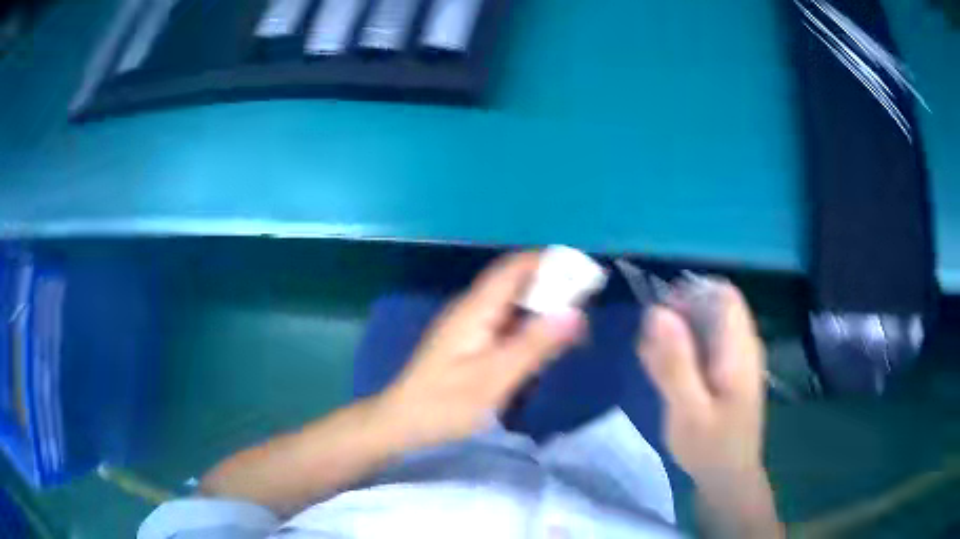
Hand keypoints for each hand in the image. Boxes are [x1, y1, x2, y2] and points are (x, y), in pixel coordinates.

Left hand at [380, 252, 585, 448]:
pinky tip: (543, 345)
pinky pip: (505, 324)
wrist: (401, 423)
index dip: (550, 262)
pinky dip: (529, 328)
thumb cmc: (445, 404)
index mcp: (476, 308)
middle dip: (552, 287)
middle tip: (588, 304)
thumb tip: (575, 312)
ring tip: (574, 326)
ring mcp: (469, 326)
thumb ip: (535, 345)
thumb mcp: (495, 378)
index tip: (585, 273)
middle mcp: (472, 309)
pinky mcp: (468, 343)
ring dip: (542, 308)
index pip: (515, 267)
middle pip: (516, 283)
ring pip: (512, 305)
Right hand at [636, 281, 765, 481]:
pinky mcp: (726, 371)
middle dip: (677, 316)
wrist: (727, 479)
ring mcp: (735, 358)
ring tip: (652, 362)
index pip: (723, 293)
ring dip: (675, 335)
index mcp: (739, 349)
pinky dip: (681, 351)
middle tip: (649, 347)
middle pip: (712, 306)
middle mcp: (742, 345)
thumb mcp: (688, 410)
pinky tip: (663, 373)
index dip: (690, 293)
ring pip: (705, 325)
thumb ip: (675, 362)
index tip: (660, 316)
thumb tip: (657, 312)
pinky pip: (704, 345)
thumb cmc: (710, 448)